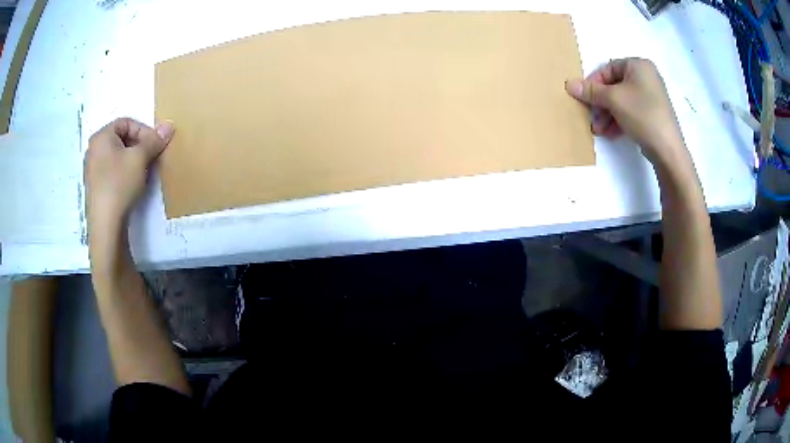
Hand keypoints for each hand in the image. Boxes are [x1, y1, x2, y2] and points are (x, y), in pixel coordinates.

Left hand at [84, 118, 174, 231]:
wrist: (106, 224)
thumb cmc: (120, 184)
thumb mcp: (140, 158)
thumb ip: (154, 140)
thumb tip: (169, 125)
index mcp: (101, 136)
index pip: (126, 122)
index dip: (143, 130)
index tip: (154, 145)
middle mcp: (94, 149)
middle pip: (121, 138)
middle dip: (138, 146)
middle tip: (150, 158)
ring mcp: (93, 169)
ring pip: (117, 155)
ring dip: (133, 159)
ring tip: (143, 172)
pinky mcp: (96, 186)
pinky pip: (112, 170)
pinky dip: (124, 172)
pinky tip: (132, 185)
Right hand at [565, 58, 684, 164]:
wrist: (668, 150)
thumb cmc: (642, 114)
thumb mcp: (613, 100)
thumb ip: (591, 91)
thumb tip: (569, 84)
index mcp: (638, 65)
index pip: (608, 69)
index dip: (593, 83)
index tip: (584, 99)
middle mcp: (646, 76)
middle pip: (614, 86)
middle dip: (600, 103)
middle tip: (591, 117)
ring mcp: (651, 96)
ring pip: (621, 101)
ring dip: (607, 114)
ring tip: (599, 130)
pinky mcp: (653, 113)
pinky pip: (631, 111)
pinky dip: (619, 120)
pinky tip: (611, 133)